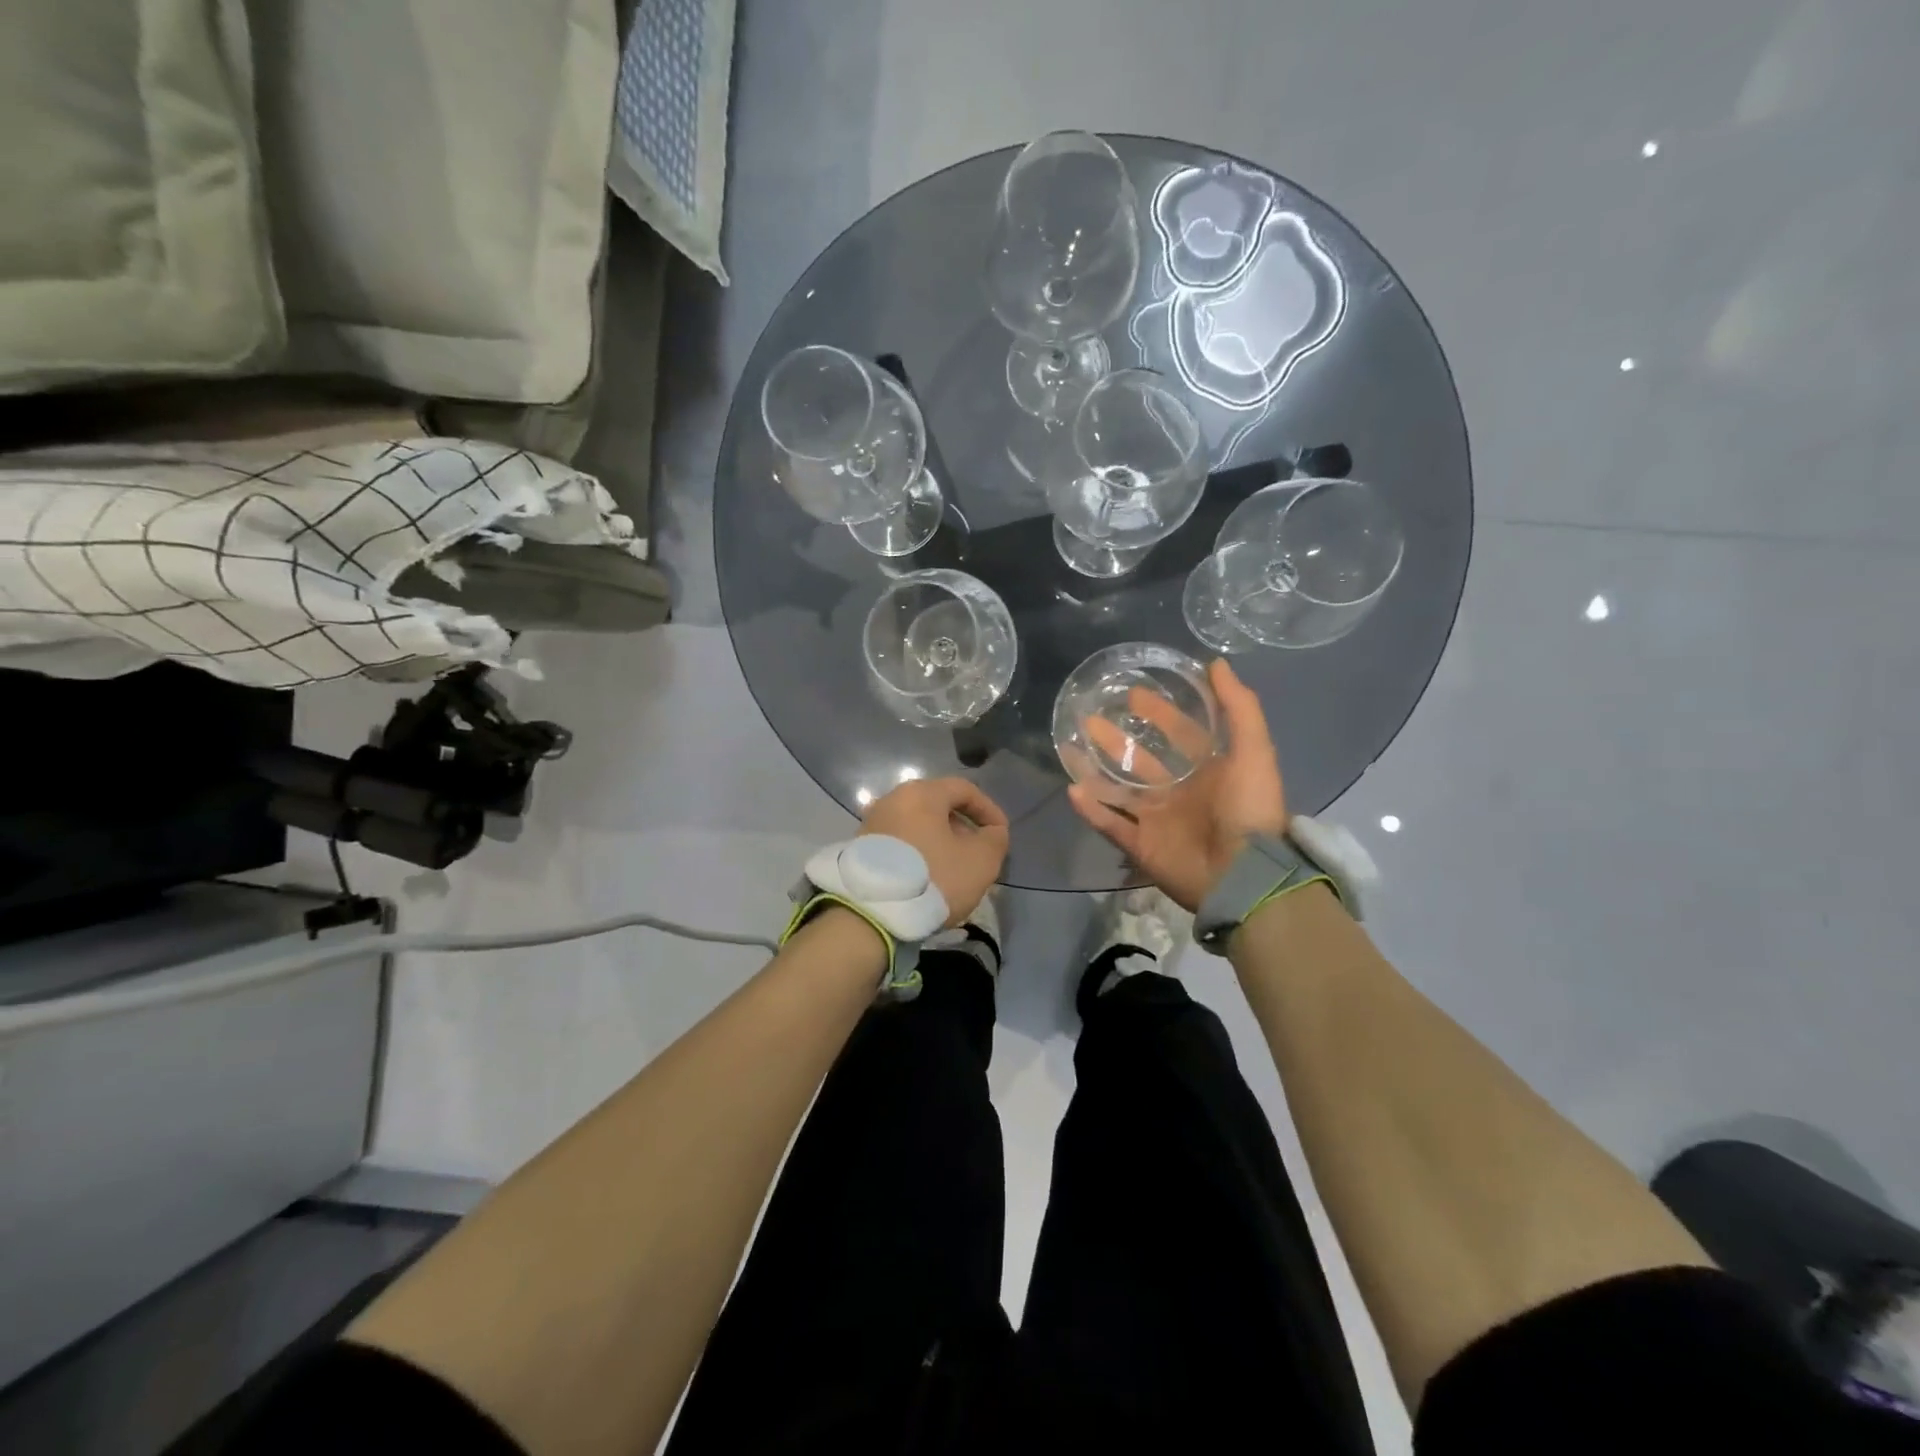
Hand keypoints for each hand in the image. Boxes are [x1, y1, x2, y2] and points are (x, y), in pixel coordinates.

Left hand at [860, 777, 1009, 927]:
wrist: (872, 913)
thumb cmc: (934, 877)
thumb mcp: (981, 861)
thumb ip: (995, 839)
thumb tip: (992, 832)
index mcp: (921, 793)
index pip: (964, 789)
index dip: (989, 809)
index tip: (1000, 834)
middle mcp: (892, 799)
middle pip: (938, 806)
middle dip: (963, 828)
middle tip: (977, 854)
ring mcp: (872, 823)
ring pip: (918, 826)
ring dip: (940, 843)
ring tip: (954, 870)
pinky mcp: (860, 848)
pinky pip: (900, 843)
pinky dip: (919, 853)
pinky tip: (927, 878)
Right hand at [1067, 659, 1285, 911]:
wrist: (1242, 875)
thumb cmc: (1248, 809)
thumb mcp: (1254, 751)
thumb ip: (1239, 707)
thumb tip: (1216, 664)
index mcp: (1209, 772)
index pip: (1182, 735)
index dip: (1161, 713)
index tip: (1135, 693)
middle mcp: (1181, 794)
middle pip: (1143, 761)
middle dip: (1120, 739)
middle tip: (1092, 717)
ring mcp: (1159, 821)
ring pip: (1120, 791)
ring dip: (1097, 770)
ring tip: (1072, 746)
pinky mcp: (1141, 846)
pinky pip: (1110, 825)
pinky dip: (1091, 810)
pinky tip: (1071, 789)